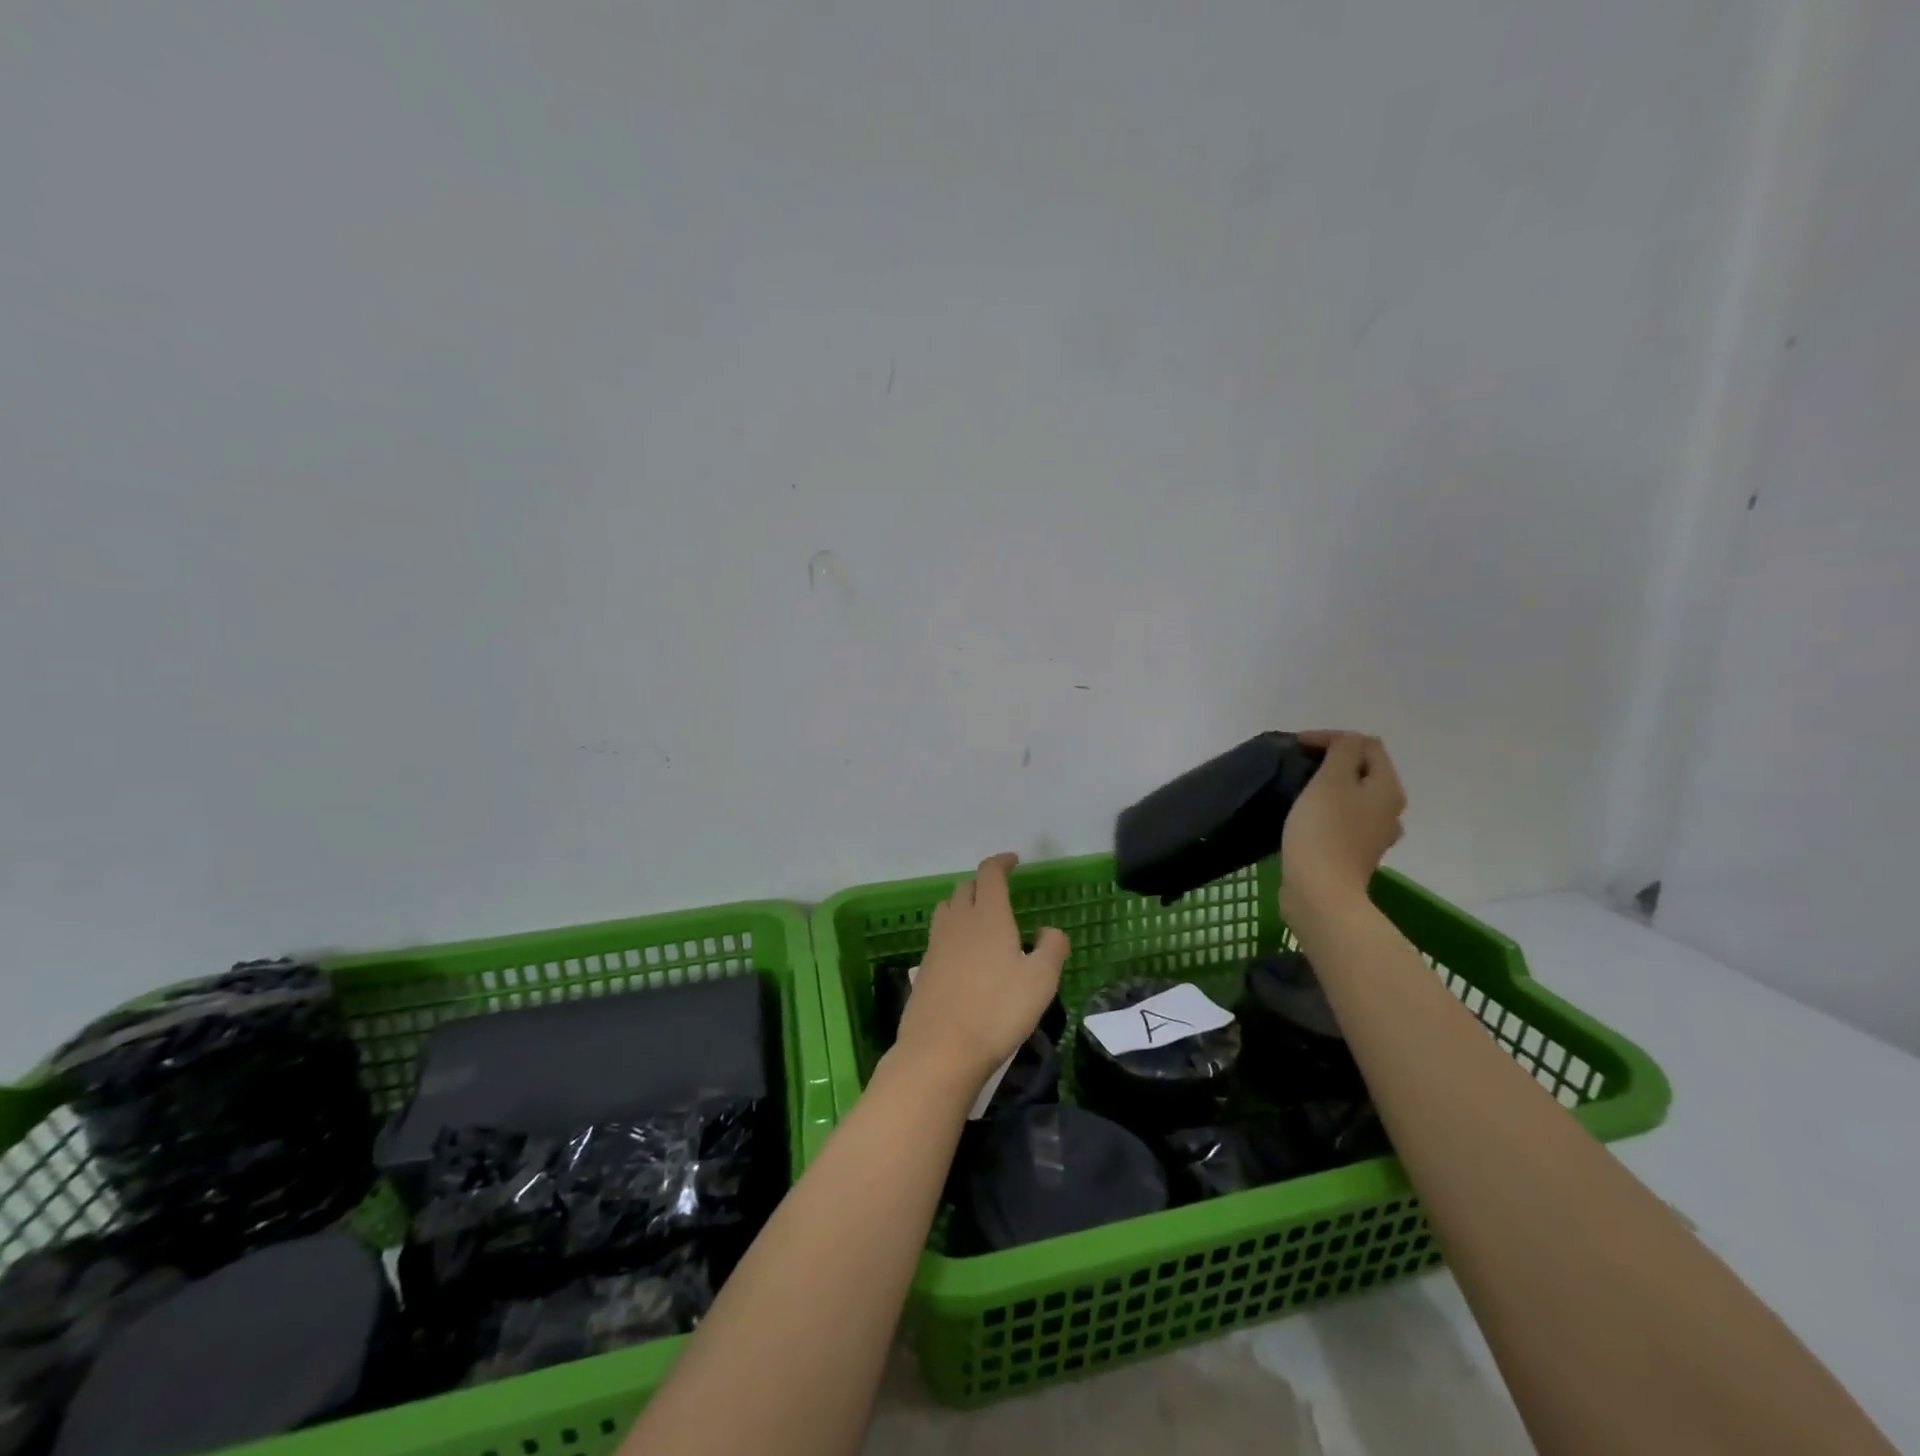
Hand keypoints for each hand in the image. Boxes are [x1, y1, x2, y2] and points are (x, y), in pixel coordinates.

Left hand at [893, 853, 1069, 1089]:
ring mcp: (936, 944)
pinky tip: (964, 953)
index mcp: (988, 916)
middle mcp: (958, 921)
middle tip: (1000, 892)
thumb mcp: (1041, 981)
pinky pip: (939, 935)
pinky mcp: (924, 967)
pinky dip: (953, 931)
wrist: (941, 1049)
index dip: (1001, 862)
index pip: (990, 874)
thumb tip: (1048, 930)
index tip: (1013, 861)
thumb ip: (1052, 948)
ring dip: (963, 903)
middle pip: (965, 887)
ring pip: (948, 908)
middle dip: (983, 883)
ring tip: (980, 918)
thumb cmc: (998, 1011)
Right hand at [1279, 731, 1405, 924]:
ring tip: (1300, 787)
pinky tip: (1307, 817)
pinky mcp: (1355, 854)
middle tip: (1298, 763)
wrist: (1321, 893)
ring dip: (1330, 786)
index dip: (1331, 737)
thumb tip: (1346, 742)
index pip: (1367, 744)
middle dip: (1332, 760)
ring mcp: (1374, 835)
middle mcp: (1389, 810)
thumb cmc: (1324, 831)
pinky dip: (1327, 810)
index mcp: (1387, 788)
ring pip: (1354, 796)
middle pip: (1364, 770)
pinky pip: (1344, 820)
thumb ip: (1341, 751)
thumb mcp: (1330, 780)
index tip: (1296, 745)